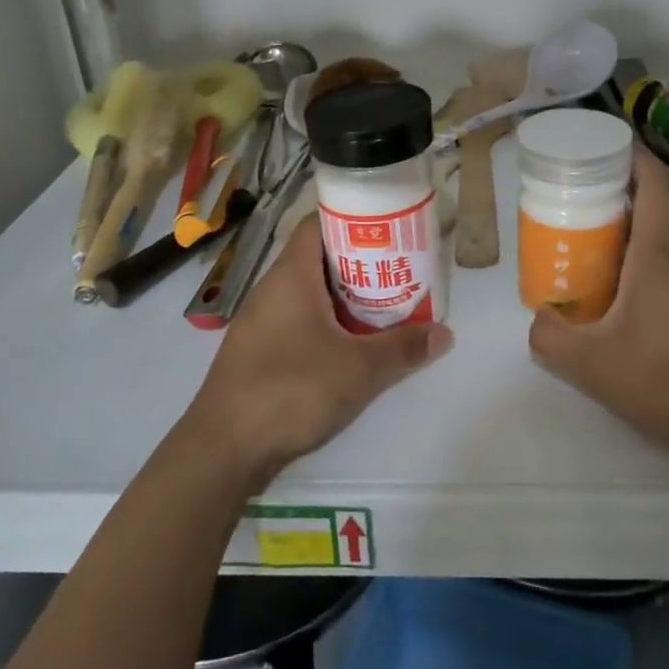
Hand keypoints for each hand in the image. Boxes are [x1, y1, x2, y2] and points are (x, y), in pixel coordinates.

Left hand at [185, 215, 453, 488]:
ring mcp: (262, 321)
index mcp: (291, 275)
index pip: (319, 223)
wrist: (224, 449)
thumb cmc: (291, 390)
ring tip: (386, 306)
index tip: (390, 228)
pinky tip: (352, 345)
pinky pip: (300, 320)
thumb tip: (445, 333)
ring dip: (345, 297)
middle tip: (400, 270)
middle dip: (360, 262)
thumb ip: (403, 348)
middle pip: (319, 258)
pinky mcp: (260, 351)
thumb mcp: (358, 369)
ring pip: (311, 293)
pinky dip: (328, 323)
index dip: (354, 219)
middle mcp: (272, 289)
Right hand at [529, 149, 668, 479]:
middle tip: (569, 221)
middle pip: (649, 215)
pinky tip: (625, 317)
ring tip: (588, 270)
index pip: (653, 180)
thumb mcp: (591, 364)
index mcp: (660, 252)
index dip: (629, 154)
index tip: (598, 150)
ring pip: (660, 251)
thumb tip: (538, 319)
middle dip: (609, 209)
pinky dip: (645, 279)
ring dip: (626, 250)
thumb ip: (550, 337)